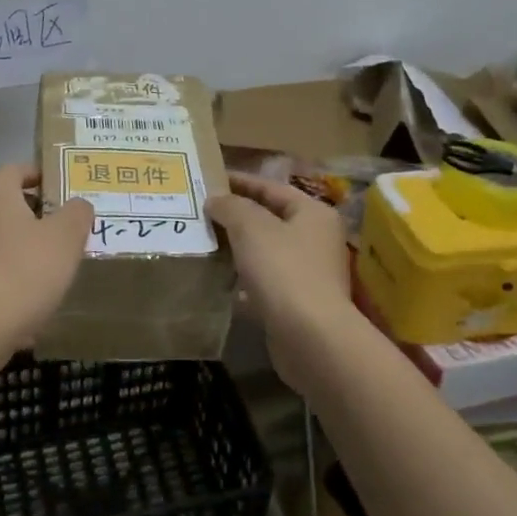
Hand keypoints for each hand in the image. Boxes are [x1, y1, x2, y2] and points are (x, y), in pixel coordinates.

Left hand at [0, 164, 93, 352]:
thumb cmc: (23, 273)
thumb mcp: (66, 239)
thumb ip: (77, 213)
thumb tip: (78, 204)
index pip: (15, 169)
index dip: (39, 176)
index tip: (61, 190)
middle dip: (16, 202)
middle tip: (44, 218)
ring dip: (4, 234)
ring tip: (35, 254)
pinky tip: (17, 284)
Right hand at [208, 173, 354, 349]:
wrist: (310, 337)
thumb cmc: (283, 270)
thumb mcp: (251, 228)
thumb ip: (231, 207)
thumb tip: (215, 199)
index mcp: (313, 213)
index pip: (271, 188)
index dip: (239, 181)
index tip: (208, 179)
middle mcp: (315, 239)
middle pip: (269, 219)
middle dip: (235, 215)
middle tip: (200, 211)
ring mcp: (308, 273)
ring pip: (265, 251)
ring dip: (237, 247)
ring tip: (203, 241)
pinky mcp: (296, 303)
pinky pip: (263, 281)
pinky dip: (242, 279)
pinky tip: (217, 279)